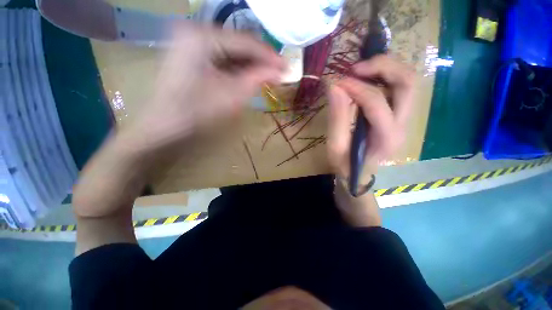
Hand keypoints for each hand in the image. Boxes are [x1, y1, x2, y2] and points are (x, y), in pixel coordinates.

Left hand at [128, 21, 284, 151]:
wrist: (166, 127)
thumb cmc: (199, 112)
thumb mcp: (233, 95)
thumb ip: (258, 78)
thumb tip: (279, 71)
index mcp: (201, 36)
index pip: (245, 41)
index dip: (269, 56)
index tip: (286, 66)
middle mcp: (194, 30)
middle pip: (237, 43)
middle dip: (259, 60)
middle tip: (278, 73)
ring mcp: (189, 41)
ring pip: (230, 50)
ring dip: (249, 65)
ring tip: (267, 76)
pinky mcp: (190, 54)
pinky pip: (220, 57)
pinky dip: (236, 68)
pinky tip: (248, 76)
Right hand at [327, 55, 416, 178]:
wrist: (359, 174)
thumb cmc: (345, 164)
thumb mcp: (336, 146)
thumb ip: (337, 117)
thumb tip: (334, 85)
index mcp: (386, 138)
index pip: (377, 103)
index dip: (356, 88)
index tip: (337, 82)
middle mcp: (404, 125)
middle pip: (407, 83)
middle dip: (383, 67)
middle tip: (356, 67)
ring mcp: (406, 119)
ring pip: (408, 81)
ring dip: (387, 68)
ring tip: (361, 70)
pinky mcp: (400, 115)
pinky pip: (400, 87)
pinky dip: (385, 76)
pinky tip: (367, 78)